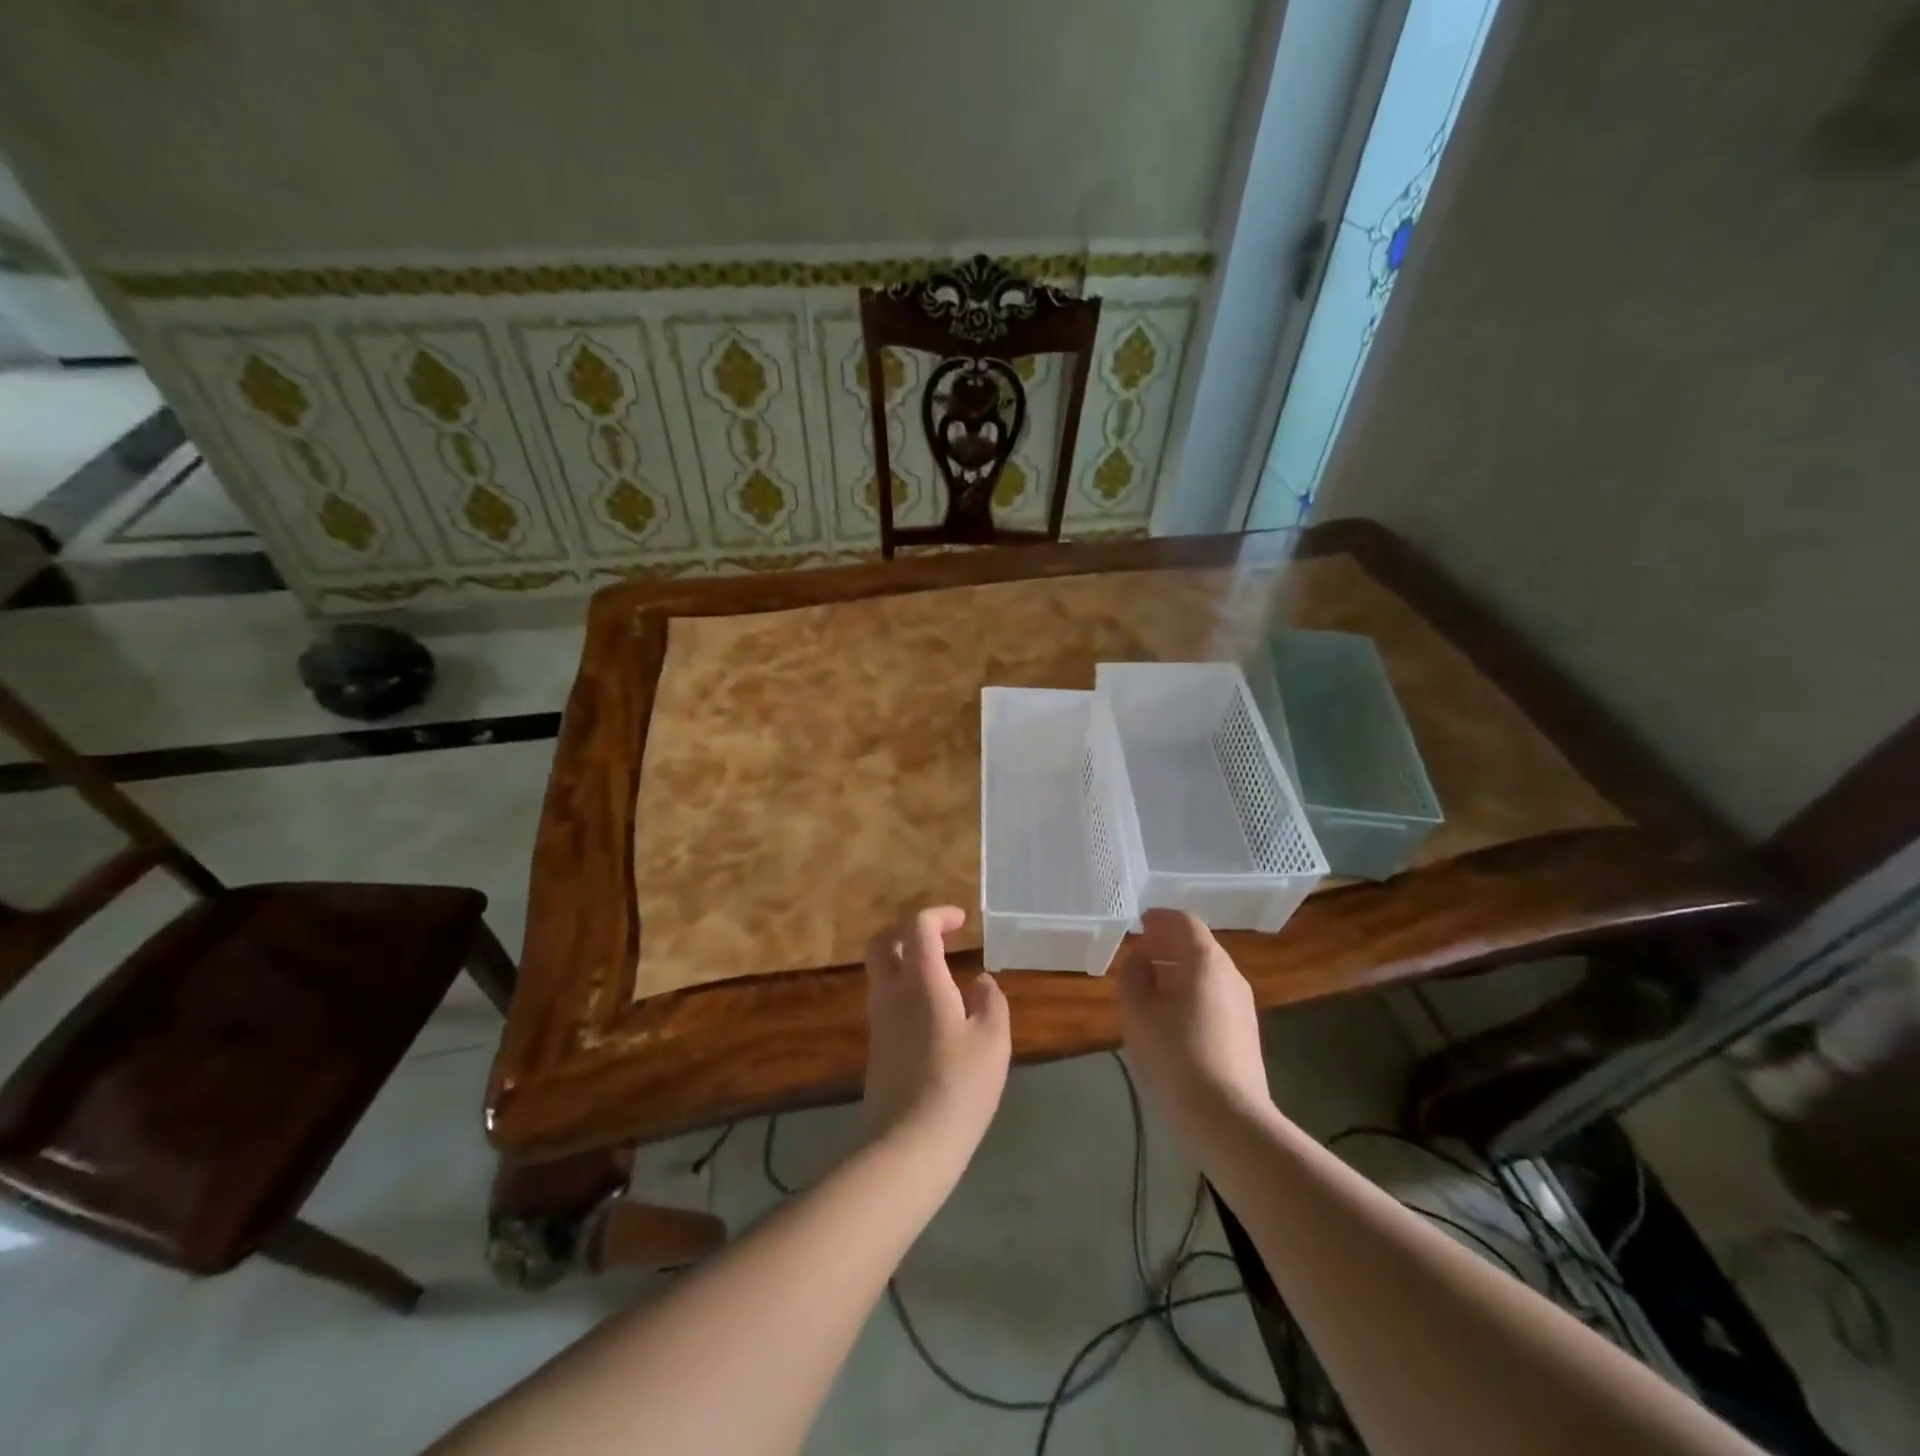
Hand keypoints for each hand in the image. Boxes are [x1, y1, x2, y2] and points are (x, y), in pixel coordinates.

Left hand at [862, 907, 1010, 1158]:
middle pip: (882, 942)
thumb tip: (980, 982)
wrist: (907, 1144)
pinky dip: (904, 987)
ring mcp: (879, 1020)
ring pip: (880, 971)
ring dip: (905, 959)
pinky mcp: (876, 1046)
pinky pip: (885, 998)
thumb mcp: (993, 1041)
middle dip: (908, 930)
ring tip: (942, 973)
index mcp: (921, 981)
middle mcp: (891, 992)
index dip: (938, 915)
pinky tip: (934, 1011)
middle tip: (939, 937)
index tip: (962, 922)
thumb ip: (991, 1002)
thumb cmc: (959, 1086)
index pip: (917, 927)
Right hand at [1115, 909, 1272, 1137]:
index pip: (1183, 922)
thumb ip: (1132, 975)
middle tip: (1138, 957)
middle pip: (1197, 945)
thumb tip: (1139, 960)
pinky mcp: (1246, 1031)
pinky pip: (1214, 996)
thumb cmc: (1175, 1056)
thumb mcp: (1137, 1012)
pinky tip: (1171, 1017)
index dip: (1159, 919)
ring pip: (1206, 972)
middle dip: (1166, 945)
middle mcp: (1230, 973)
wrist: (1228, 1119)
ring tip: (1149, 989)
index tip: (1138, 925)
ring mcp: (1243, 1004)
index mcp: (1204, 960)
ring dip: (1177, 971)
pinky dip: (1190, 992)